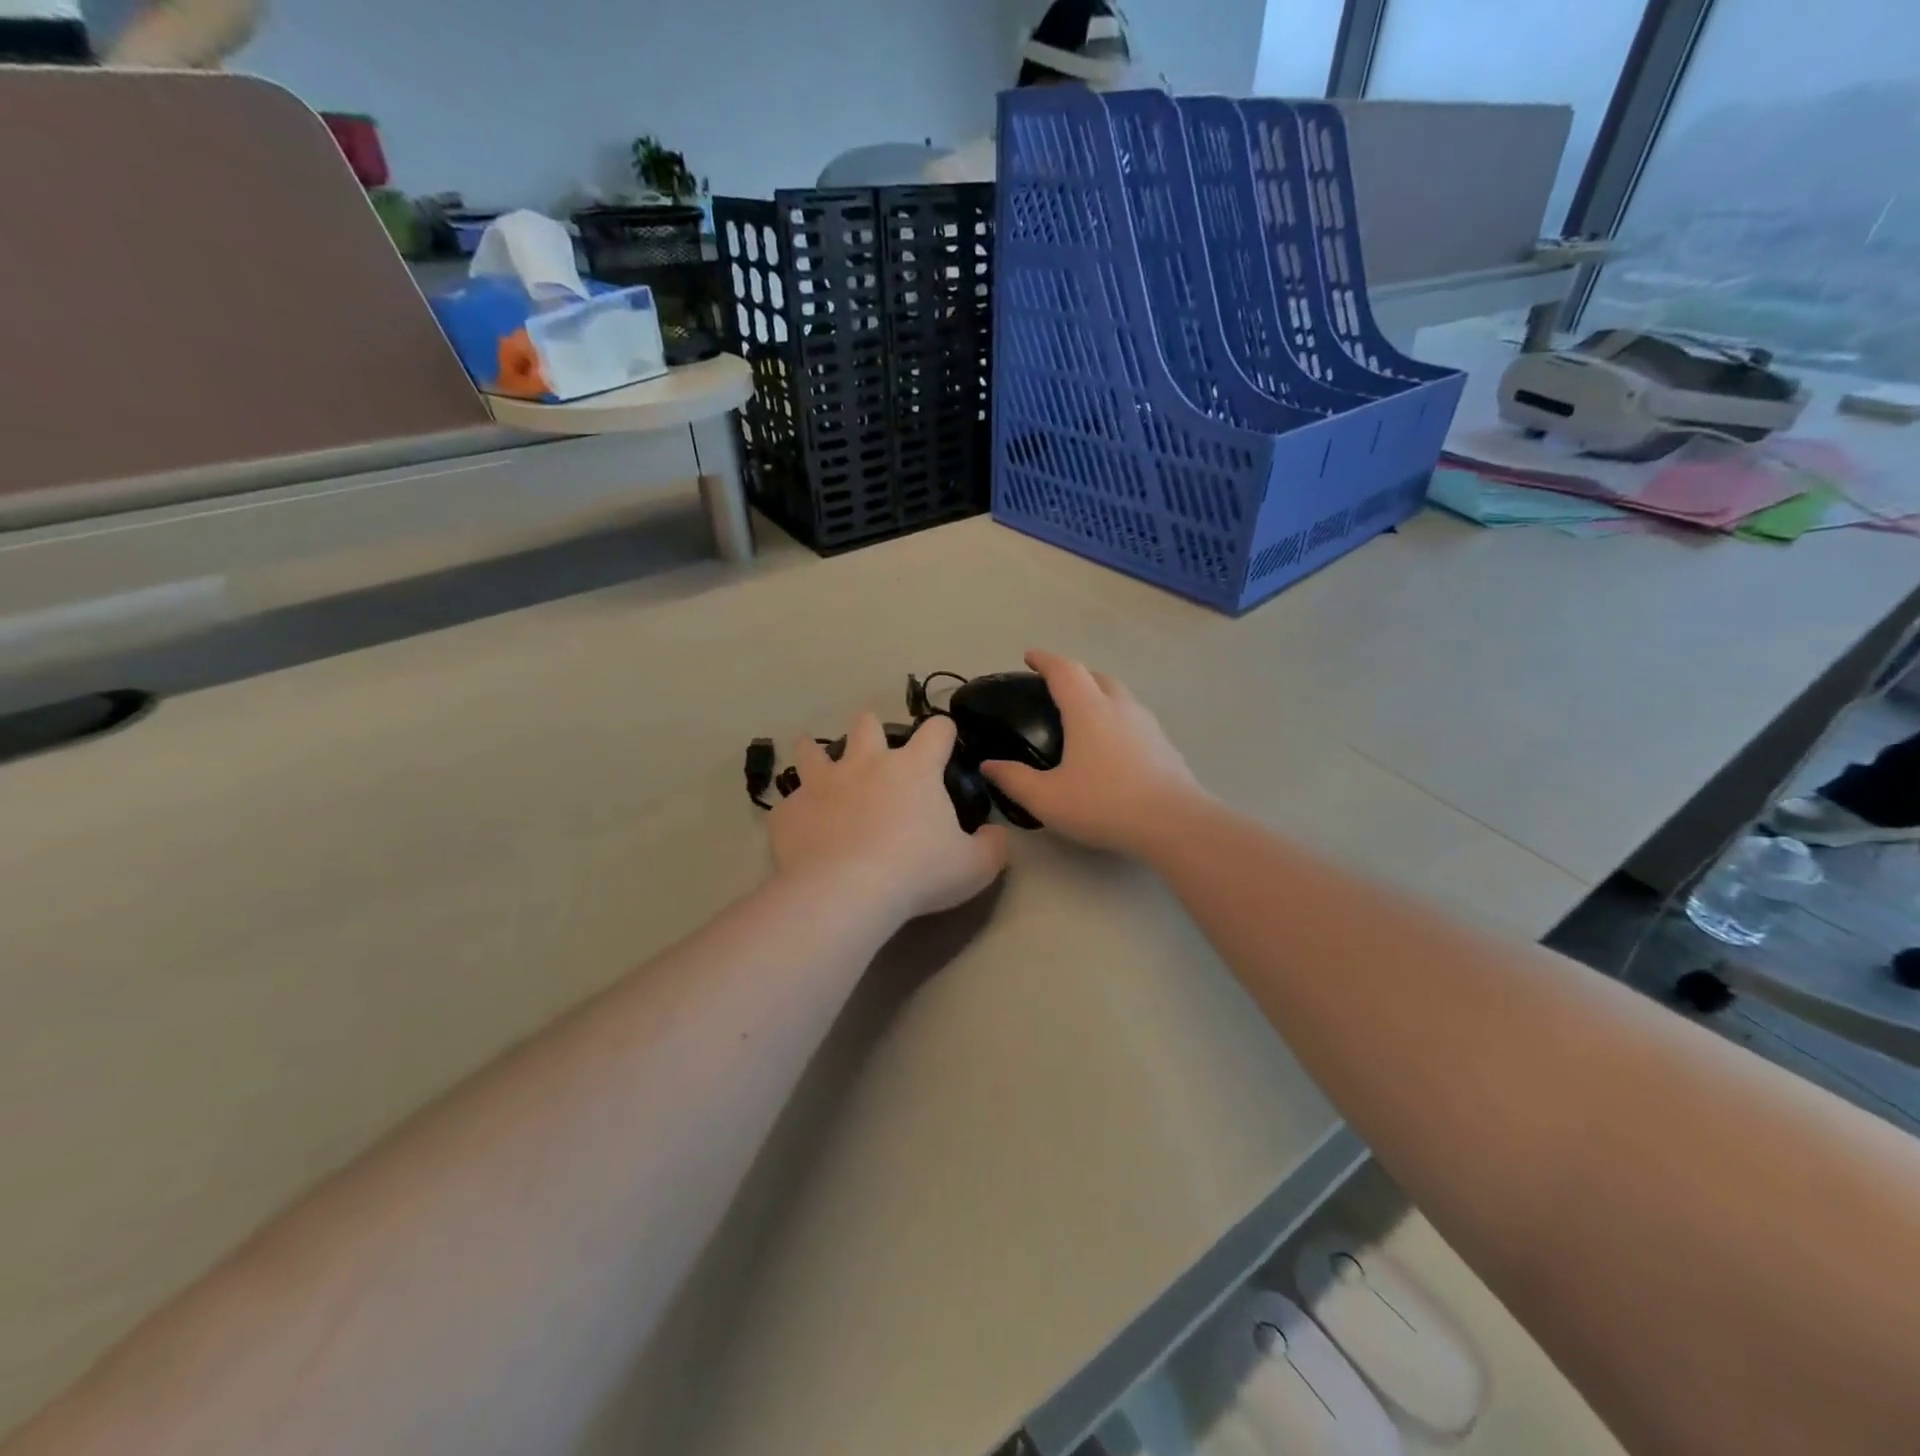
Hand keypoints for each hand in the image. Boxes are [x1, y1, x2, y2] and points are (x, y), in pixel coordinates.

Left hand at [769, 712, 1009, 924]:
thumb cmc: (917, 873)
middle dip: (871, 729)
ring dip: (816, 751)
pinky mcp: (789, 810)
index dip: (944, 731)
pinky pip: (788, 801)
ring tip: (816, 758)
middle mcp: (865, 763)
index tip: (946, 742)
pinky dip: (796, 808)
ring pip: (812, 749)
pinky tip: (799, 824)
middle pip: (866, 722)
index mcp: (913, 768)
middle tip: (875, 750)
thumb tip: (996, 835)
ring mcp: (821, 783)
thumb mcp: (974, 867)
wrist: (845, 893)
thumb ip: (992, 846)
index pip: (936, 729)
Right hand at [981, 650, 1205, 855]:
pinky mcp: (1165, 744)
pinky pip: (1134, 718)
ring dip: (1098, 693)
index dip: (1044, 660)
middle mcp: (1119, 706)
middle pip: (1095, 675)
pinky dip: (1116, 717)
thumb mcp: (1047, 799)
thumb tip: (989, 765)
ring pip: (1119, 694)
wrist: (1175, 823)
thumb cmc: (1105, 804)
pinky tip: (1111, 745)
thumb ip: (1014, 780)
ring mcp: (1147, 724)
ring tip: (1082, 714)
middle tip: (1055, 688)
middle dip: (1073, 674)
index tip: (1029, 657)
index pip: (1064, 670)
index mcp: (1088, 710)